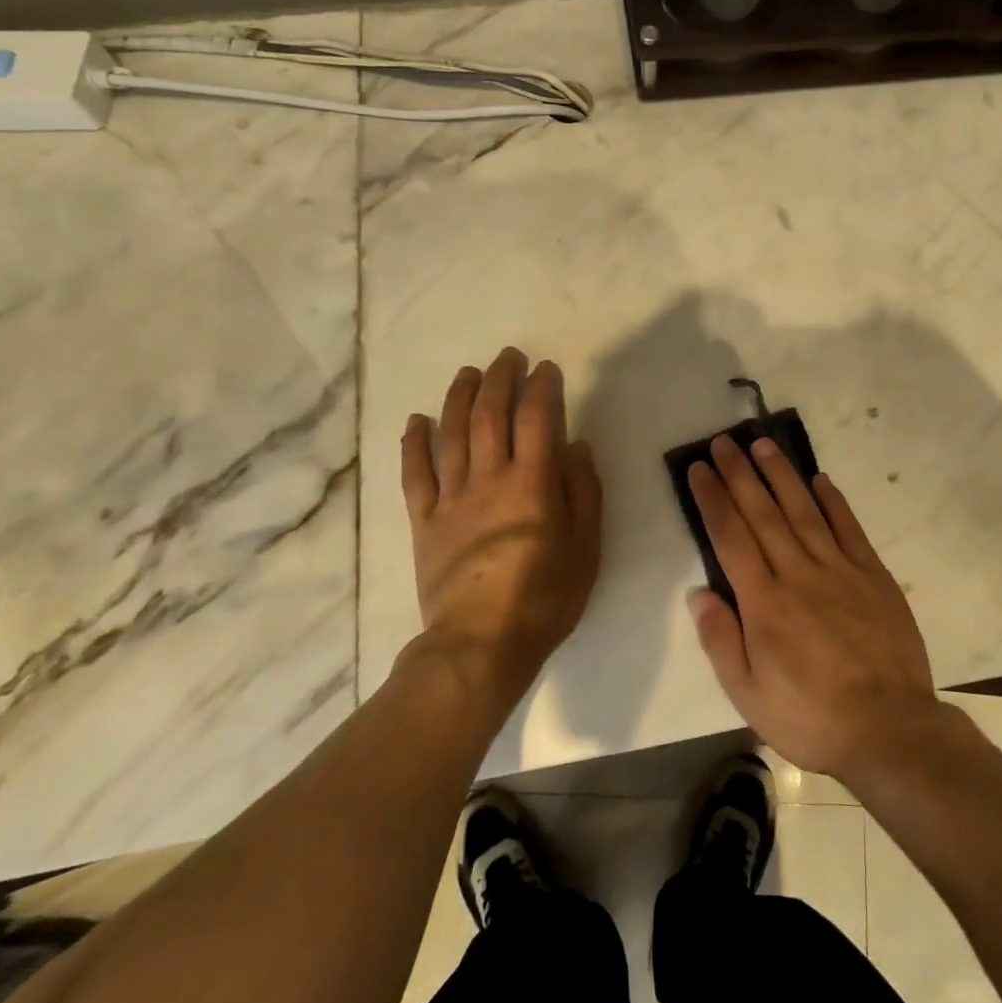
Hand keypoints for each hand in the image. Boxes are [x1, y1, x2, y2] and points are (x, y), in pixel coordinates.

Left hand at [400, 348, 601, 701]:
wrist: (480, 645)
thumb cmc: (545, 597)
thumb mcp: (586, 547)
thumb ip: (583, 492)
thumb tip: (576, 447)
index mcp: (532, 483)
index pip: (536, 419)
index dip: (541, 387)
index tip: (546, 369)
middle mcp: (489, 479)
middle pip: (490, 415)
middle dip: (500, 379)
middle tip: (508, 357)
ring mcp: (451, 499)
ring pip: (452, 435)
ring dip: (459, 398)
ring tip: (468, 374)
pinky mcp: (424, 522)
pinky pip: (415, 475)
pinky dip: (414, 444)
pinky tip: (417, 420)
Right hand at [686, 435, 939, 781]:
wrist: (889, 731)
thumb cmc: (811, 717)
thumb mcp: (749, 696)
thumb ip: (721, 641)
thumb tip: (698, 592)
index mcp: (764, 603)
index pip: (731, 537)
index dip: (713, 499)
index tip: (700, 469)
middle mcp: (798, 574)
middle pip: (763, 513)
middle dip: (740, 474)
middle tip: (725, 441)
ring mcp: (839, 570)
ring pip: (803, 510)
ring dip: (781, 475)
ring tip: (763, 444)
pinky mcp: (873, 576)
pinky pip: (849, 529)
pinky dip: (833, 501)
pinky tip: (820, 479)